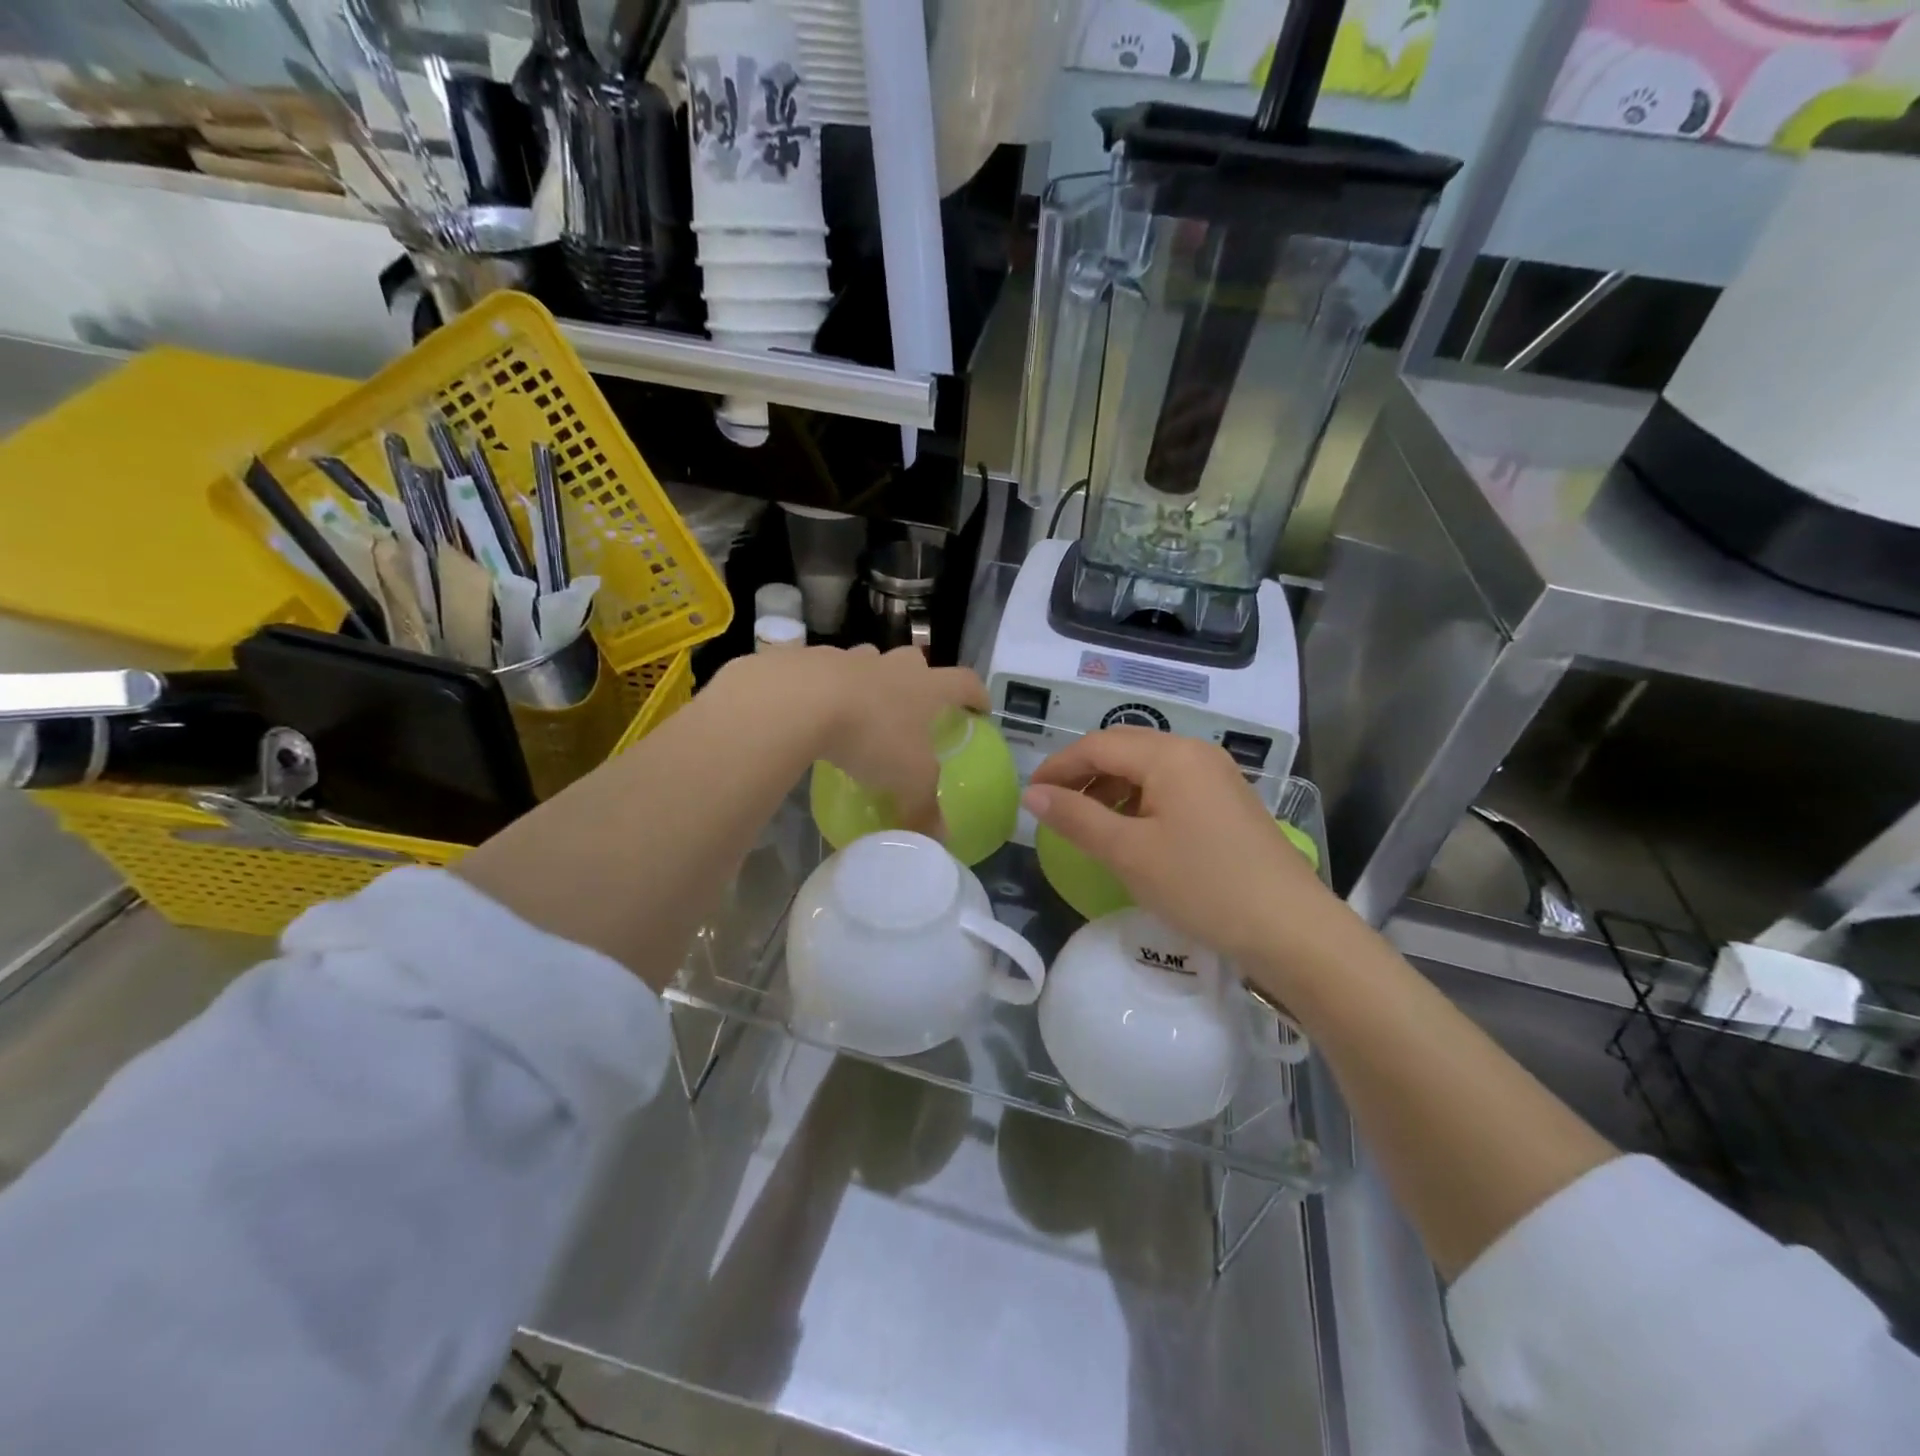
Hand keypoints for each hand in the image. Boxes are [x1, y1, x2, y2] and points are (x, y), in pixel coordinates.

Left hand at [747, 645, 987, 836]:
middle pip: (915, 661)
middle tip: (914, 707)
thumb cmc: (872, 736)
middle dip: (919, 679)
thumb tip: (940, 838)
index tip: (981, 708)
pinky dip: (828, 688)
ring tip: (863, 709)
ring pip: (869, 662)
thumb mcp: (908, 781)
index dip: (977, 695)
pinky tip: (818, 713)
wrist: (801, 701)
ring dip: (872, 680)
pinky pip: (827, 672)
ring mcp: (850, 658)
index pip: (965, 683)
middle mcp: (893, 666)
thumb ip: (925, 808)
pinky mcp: (811, 660)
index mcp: (926, 687)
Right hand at [1024, 728, 1344, 968]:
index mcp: (1170, 754)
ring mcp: (1217, 776)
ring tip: (1089, 826)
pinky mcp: (1228, 802)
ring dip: (1111, 789)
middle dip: (1084, 775)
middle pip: (1124, 749)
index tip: (1030, 796)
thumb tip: (1032, 794)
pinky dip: (1140, 802)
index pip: (1098, 745)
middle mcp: (1195, 752)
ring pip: (1148, 769)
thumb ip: (1076, 818)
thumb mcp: (1128, 853)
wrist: (1291, 930)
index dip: (1058, 767)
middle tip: (1055, 810)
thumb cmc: (1202, 885)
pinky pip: (1171, 787)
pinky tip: (1132, 834)